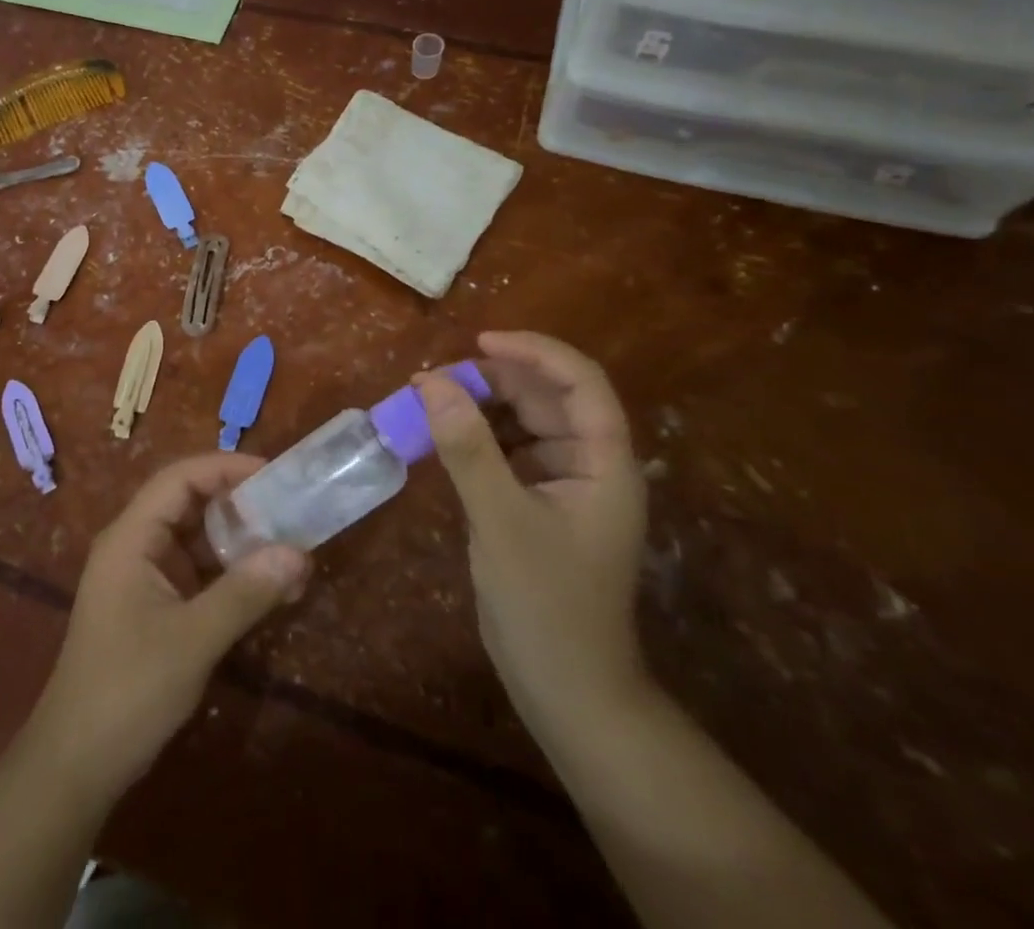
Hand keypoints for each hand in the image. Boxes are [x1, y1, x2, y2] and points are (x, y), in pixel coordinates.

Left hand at [22, 454, 310, 804]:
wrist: (76, 765)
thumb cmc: (128, 690)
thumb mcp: (193, 639)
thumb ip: (245, 593)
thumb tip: (298, 553)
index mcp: (131, 537)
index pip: (179, 478)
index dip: (225, 468)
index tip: (272, 474)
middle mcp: (135, 546)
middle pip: (189, 504)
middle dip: (238, 504)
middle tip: (289, 510)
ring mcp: (143, 577)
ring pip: (196, 540)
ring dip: (238, 543)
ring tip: (288, 549)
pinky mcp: (153, 607)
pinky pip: (196, 574)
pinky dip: (229, 575)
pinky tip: (267, 588)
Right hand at [416, 332, 648, 728]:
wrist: (565, 690)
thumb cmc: (546, 604)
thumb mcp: (501, 519)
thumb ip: (467, 447)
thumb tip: (431, 382)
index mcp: (604, 462)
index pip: (580, 382)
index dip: (534, 352)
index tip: (478, 343)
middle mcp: (589, 464)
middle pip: (546, 398)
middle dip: (493, 380)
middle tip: (433, 380)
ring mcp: (562, 485)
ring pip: (522, 422)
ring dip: (479, 406)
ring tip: (429, 400)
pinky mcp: (535, 503)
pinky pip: (505, 451)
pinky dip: (474, 437)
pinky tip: (439, 436)